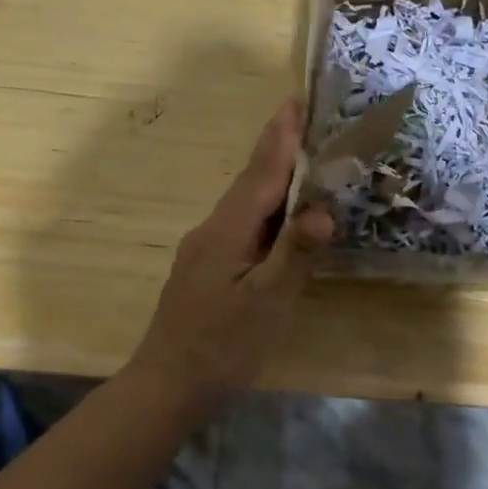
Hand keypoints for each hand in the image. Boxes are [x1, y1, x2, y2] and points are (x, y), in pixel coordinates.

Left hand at [127, 98, 333, 417]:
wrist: (165, 388)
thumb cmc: (221, 347)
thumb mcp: (265, 304)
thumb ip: (293, 254)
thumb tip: (323, 207)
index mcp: (227, 230)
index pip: (260, 172)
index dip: (281, 136)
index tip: (296, 100)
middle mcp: (214, 228)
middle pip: (251, 180)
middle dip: (278, 146)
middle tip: (306, 118)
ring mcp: (207, 247)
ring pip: (246, 202)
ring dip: (272, 174)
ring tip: (302, 156)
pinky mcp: (208, 266)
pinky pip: (243, 223)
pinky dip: (266, 206)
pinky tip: (280, 216)